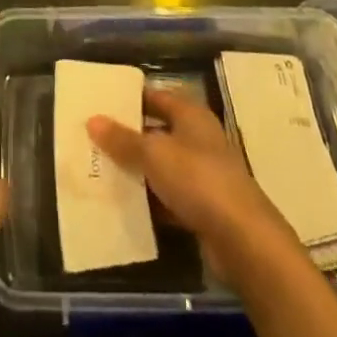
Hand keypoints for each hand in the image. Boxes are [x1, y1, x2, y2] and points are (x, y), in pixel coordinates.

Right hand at [87, 88, 293, 285]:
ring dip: (138, 170)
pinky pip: (169, 196)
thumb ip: (123, 139)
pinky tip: (125, 204)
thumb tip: (92, 120)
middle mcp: (199, 139)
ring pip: (162, 165)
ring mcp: (203, 174)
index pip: (155, 96)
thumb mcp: (154, 154)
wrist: (243, 240)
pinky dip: (150, 199)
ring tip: (101, 170)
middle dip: (128, 136)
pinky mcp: (203, 207)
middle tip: (94, 138)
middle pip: (158, 131)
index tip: (100, 103)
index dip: (130, 98)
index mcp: (191, 115)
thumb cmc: (198, 180)